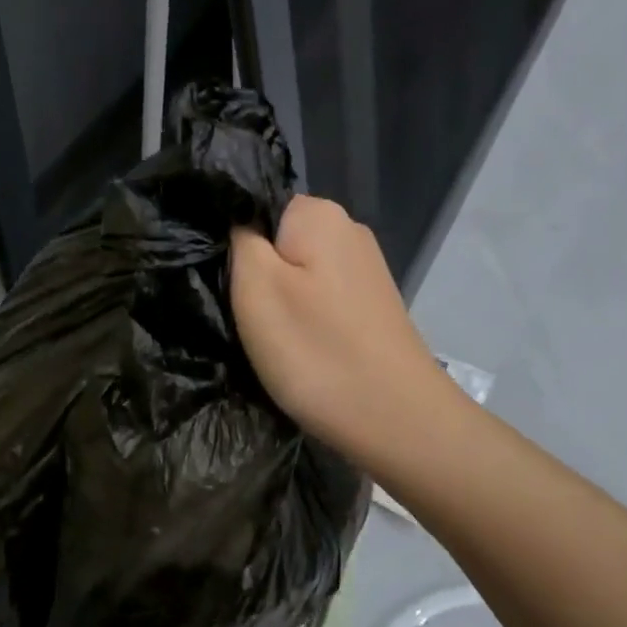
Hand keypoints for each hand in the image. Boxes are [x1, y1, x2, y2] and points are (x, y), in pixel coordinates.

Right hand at [231, 195, 445, 467]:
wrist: (396, 419)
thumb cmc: (316, 351)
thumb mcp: (255, 287)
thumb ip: (240, 239)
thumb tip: (239, 219)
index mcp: (319, 213)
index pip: (254, 207)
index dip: (233, 244)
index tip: (229, 286)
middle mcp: (348, 230)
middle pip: (277, 242)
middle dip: (256, 276)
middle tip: (247, 318)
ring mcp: (365, 270)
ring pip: (297, 275)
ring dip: (279, 304)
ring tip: (274, 341)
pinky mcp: (371, 306)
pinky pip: (320, 300)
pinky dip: (305, 321)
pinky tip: (304, 350)